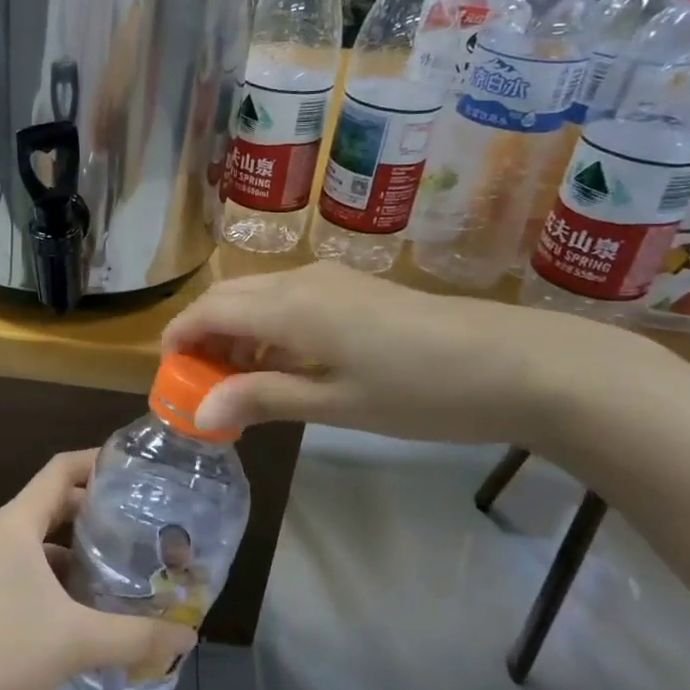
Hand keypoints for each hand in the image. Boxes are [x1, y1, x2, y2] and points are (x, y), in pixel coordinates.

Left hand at [0, 451, 197, 689]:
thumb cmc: (5, 650)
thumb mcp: (79, 641)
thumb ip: (138, 636)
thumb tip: (188, 637)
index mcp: (17, 522)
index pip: (61, 469)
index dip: (97, 462)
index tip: (137, 472)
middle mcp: (2, 534)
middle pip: (55, 502)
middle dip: (98, 511)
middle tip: (144, 525)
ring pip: (45, 541)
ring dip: (81, 550)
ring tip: (126, 567)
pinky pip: (33, 570)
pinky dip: (63, 578)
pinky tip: (92, 609)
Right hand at [161, 262, 643, 443]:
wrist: (521, 364)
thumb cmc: (421, 391)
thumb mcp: (336, 403)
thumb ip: (262, 398)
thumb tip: (200, 410)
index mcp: (289, 307)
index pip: (208, 310)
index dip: (179, 339)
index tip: (169, 377)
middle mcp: (300, 281)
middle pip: (227, 297)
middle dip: (202, 335)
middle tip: (200, 385)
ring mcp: (330, 279)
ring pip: (257, 296)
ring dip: (234, 331)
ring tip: (238, 381)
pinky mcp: (353, 288)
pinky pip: (287, 299)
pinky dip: (266, 326)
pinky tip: (284, 364)